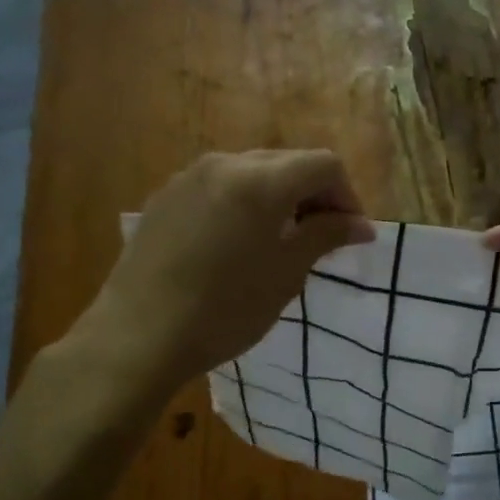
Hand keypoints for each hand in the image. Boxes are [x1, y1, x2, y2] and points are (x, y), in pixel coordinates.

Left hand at [82, 150, 375, 391]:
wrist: (138, 337)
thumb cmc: (225, 309)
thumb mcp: (287, 274)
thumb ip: (326, 236)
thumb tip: (361, 225)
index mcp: (261, 180)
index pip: (324, 165)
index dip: (348, 197)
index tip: (350, 236)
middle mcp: (225, 164)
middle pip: (288, 163)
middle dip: (314, 195)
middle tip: (322, 239)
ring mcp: (189, 177)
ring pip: (253, 172)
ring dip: (280, 198)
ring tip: (281, 242)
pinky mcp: (165, 197)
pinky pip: (220, 187)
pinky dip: (244, 204)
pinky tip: (238, 244)